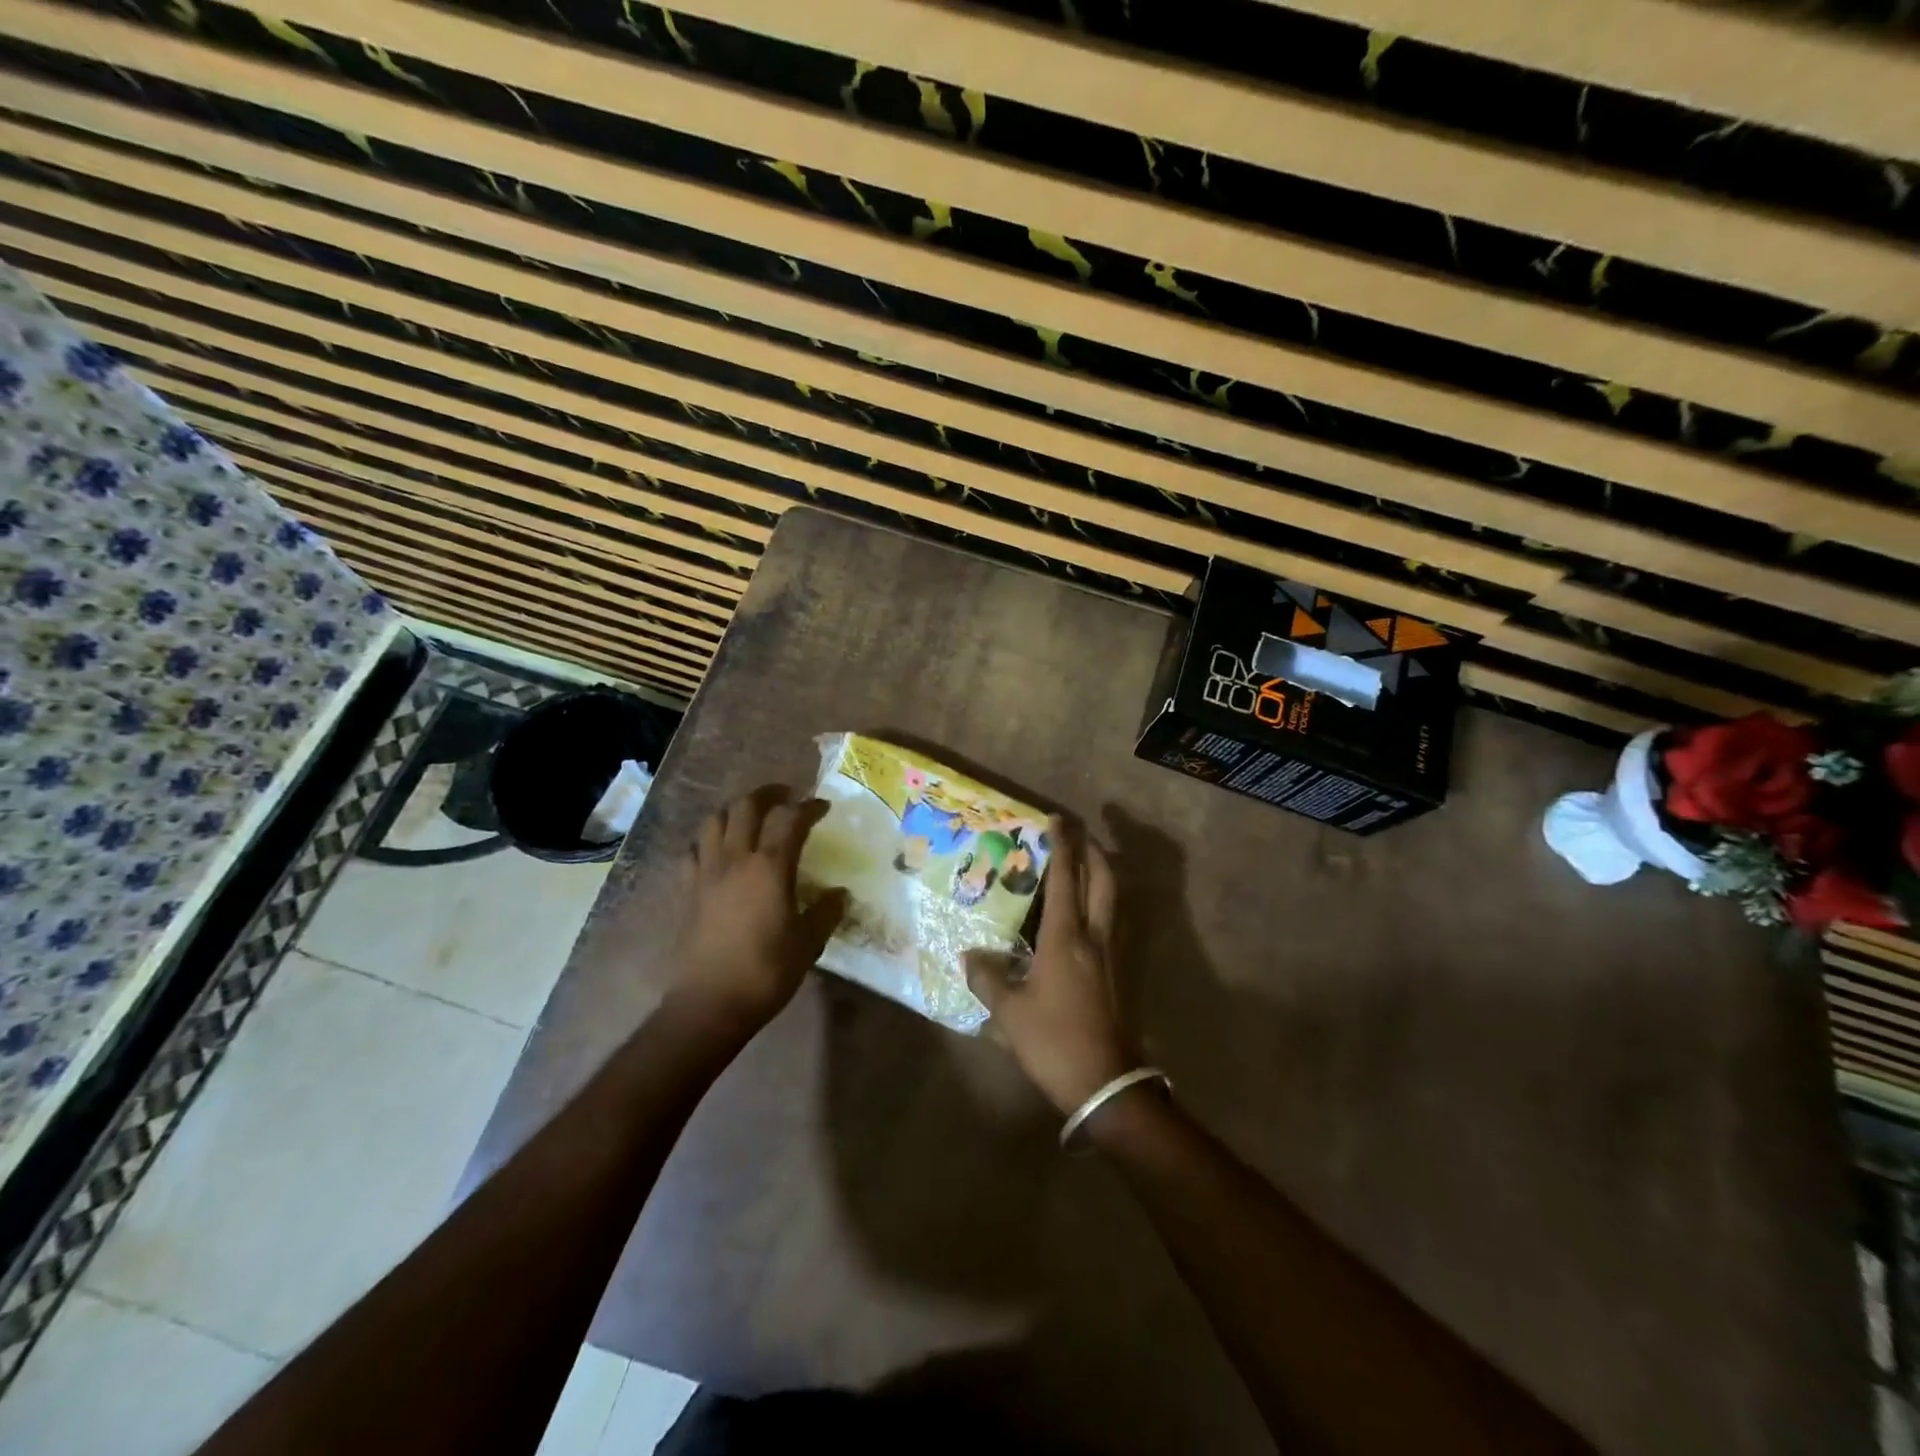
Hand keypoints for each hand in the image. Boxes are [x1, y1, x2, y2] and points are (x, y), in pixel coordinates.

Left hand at [673, 785, 846, 1031]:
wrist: (710, 1003)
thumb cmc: (766, 972)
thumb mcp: (808, 943)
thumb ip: (826, 912)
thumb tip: (839, 894)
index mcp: (770, 867)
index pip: (790, 818)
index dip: (809, 807)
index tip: (823, 808)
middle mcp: (736, 859)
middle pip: (746, 806)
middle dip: (769, 794)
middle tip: (787, 797)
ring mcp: (707, 873)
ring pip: (715, 820)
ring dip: (735, 810)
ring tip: (752, 817)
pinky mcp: (688, 891)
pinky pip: (694, 851)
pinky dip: (708, 841)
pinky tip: (718, 852)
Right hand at [965, 817, 1134, 1113]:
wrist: (1106, 1083)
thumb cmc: (1054, 1041)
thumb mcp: (1009, 1013)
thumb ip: (987, 979)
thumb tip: (969, 956)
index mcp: (1066, 938)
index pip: (1065, 879)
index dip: (1061, 846)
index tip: (1056, 819)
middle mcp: (1095, 936)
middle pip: (1103, 880)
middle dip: (1092, 851)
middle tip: (1076, 835)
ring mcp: (1114, 954)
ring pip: (1115, 900)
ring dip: (1103, 874)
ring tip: (1085, 865)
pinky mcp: (1122, 972)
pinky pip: (1115, 922)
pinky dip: (1105, 903)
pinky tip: (1090, 914)